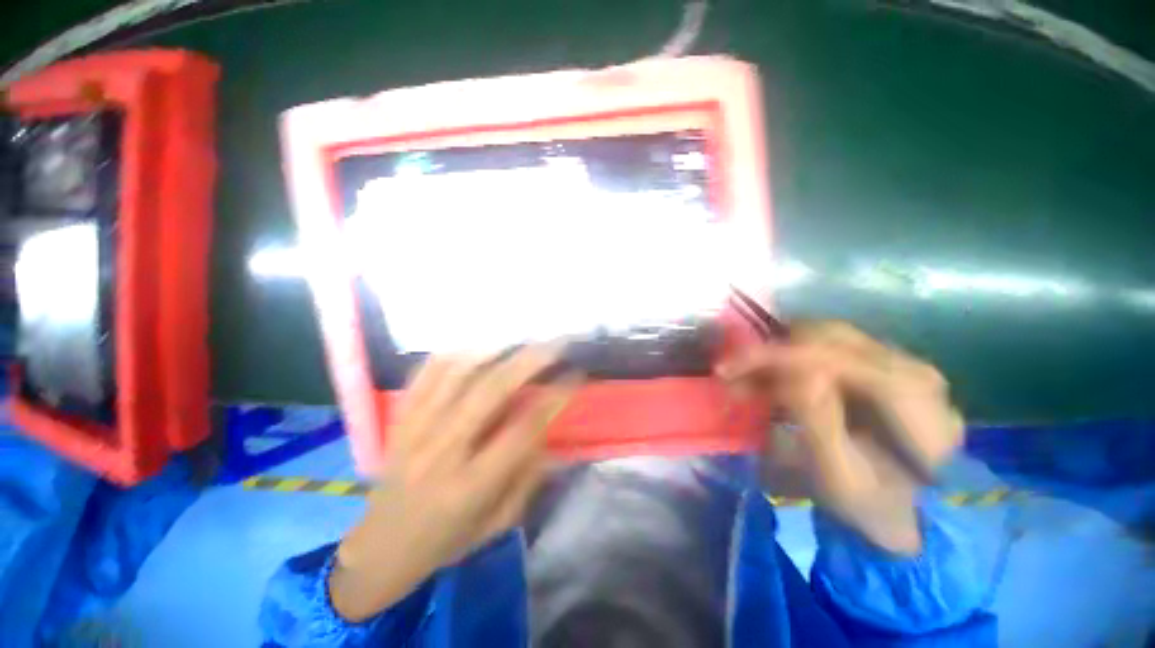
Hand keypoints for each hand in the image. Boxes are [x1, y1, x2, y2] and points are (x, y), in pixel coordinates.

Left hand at [330, 347, 577, 620]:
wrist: (380, 548)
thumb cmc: (447, 540)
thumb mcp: (498, 523)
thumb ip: (528, 477)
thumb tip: (547, 431)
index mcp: (471, 484)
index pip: (523, 428)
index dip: (554, 397)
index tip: (575, 375)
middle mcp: (443, 450)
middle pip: (491, 391)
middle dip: (529, 361)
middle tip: (555, 344)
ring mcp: (416, 429)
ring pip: (457, 374)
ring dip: (495, 350)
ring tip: (521, 339)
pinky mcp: (400, 418)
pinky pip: (425, 374)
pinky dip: (453, 354)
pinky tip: (477, 345)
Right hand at [718, 321, 963, 553]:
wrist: (920, 517)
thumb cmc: (879, 506)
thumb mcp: (844, 479)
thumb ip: (821, 424)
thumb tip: (796, 375)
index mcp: (910, 396)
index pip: (832, 354)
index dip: (775, 355)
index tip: (729, 369)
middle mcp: (908, 366)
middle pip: (826, 336)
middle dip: (770, 350)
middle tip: (730, 372)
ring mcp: (896, 363)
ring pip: (822, 338)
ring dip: (776, 355)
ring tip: (742, 379)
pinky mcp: (878, 368)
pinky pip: (825, 349)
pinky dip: (789, 361)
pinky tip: (766, 380)